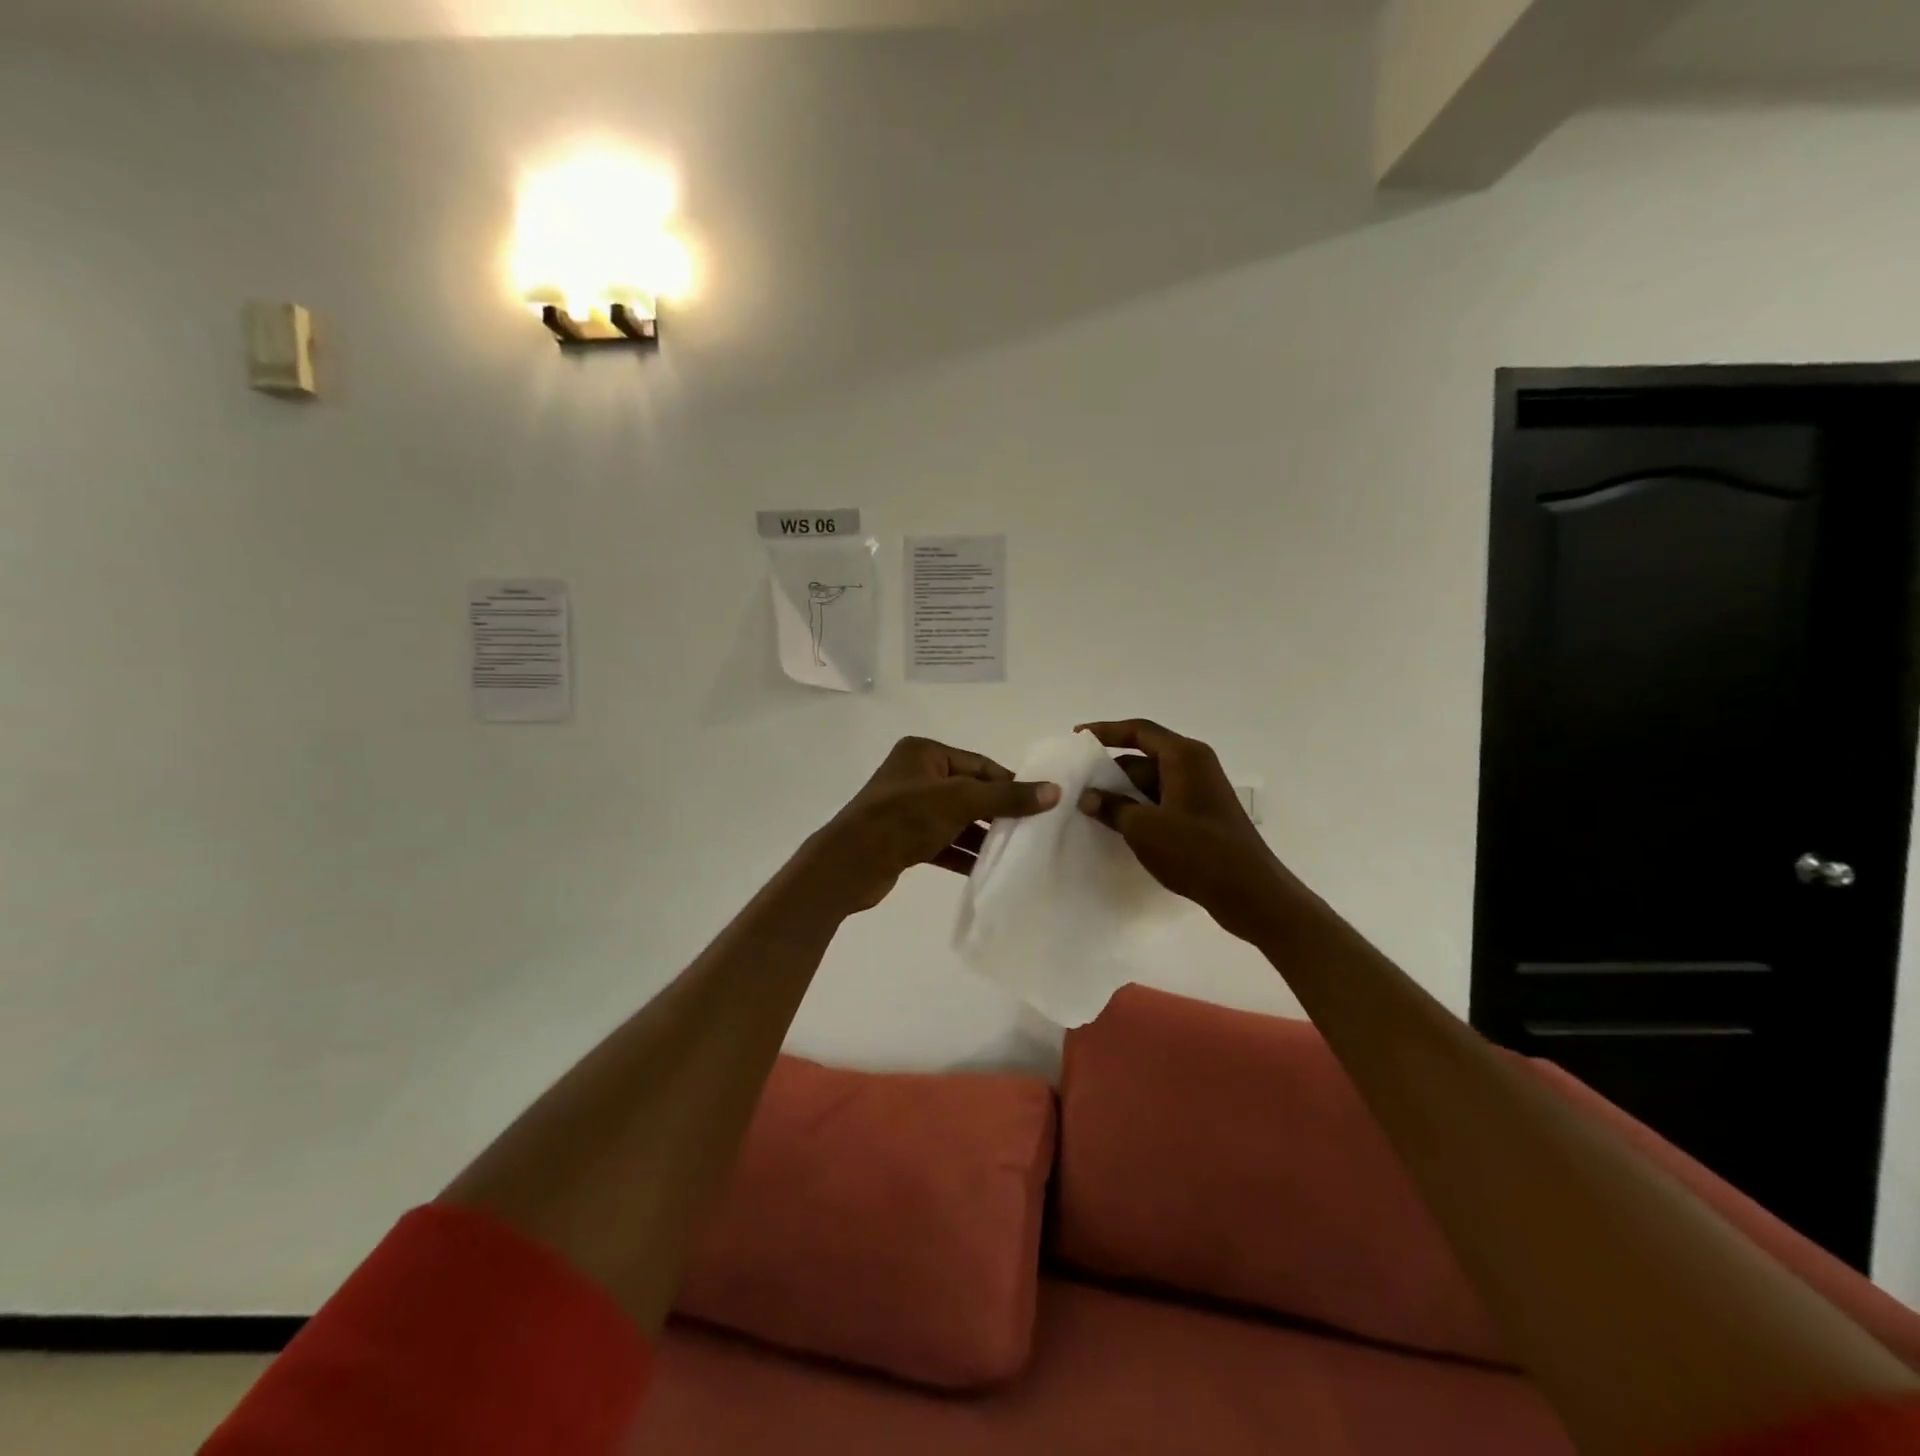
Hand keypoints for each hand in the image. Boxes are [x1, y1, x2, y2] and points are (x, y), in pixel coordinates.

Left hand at [802, 737, 1059, 914]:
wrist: (851, 863)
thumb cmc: (905, 818)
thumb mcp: (961, 802)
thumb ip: (1007, 797)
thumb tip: (1055, 791)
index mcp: (924, 753)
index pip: (979, 764)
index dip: (1009, 783)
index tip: (1039, 804)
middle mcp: (914, 775)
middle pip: (969, 791)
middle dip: (997, 812)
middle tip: (1031, 831)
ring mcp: (907, 808)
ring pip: (956, 818)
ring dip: (981, 835)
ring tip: (1014, 852)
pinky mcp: (903, 838)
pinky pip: (942, 841)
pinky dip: (962, 853)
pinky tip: (985, 869)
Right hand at [1076, 719, 1294, 943]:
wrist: (1249, 892)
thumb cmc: (1195, 851)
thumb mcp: (1143, 828)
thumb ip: (1112, 807)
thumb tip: (1088, 797)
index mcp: (1184, 756)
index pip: (1138, 731)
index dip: (1105, 731)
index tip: (1077, 737)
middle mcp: (1195, 766)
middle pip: (1144, 756)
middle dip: (1111, 768)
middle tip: (1078, 781)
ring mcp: (1200, 792)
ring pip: (1152, 781)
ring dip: (1123, 792)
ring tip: (1090, 806)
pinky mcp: (1202, 816)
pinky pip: (1163, 801)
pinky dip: (1140, 808)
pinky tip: (1118, 825)